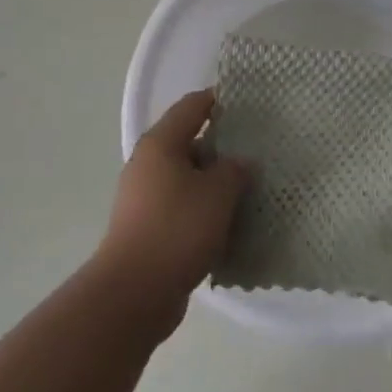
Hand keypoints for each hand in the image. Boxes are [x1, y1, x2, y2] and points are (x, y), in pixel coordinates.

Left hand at [94, 90, 251, 334]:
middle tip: (258, 151)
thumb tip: (240, 162)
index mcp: (161, 143)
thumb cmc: (177, 229)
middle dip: (223, 146)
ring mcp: (145, 197)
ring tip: (251, 188)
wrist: (134, 292)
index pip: (192, 106)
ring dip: (215, 182)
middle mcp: (148, 163)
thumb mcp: (217, 194)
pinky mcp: (148, 227)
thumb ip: (234, 170)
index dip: (219, 100)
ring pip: (188, 178)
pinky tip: (230, 222)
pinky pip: (182, 206)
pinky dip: (204, 209)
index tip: (248, 103)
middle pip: (189, 142)